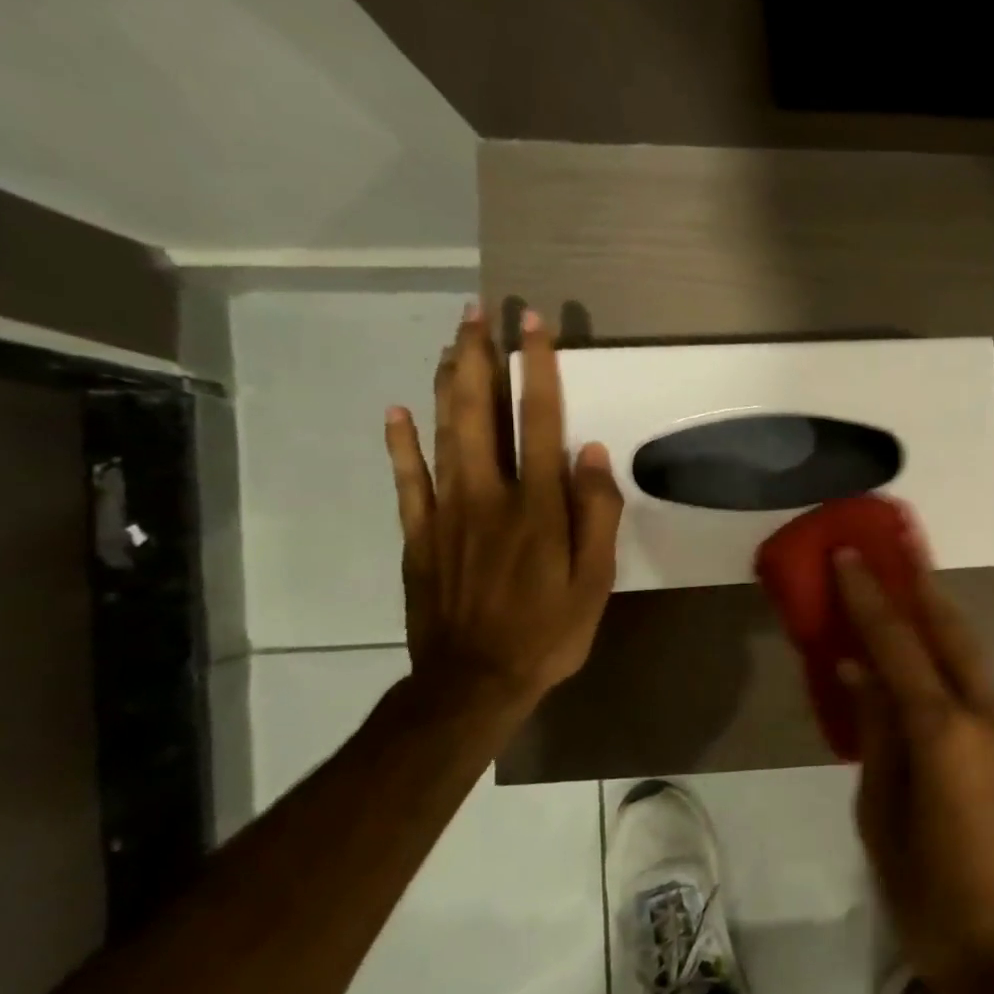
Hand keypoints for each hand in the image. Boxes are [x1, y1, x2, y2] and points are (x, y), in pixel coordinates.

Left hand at [383, 305, 622, 710]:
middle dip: (481, 357)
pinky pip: (406, 479)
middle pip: (481, 412)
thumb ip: (597, 515)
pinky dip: (400, 442)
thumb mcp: (595, 581)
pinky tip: (397, 410)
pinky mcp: (418, 534)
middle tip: (479, 312)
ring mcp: (446, 511)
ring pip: (443, 432)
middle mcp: (488, 495)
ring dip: (448, 382)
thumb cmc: (549, 632)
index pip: (540, 420)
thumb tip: (592, 453)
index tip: (533, 324)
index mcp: (538, 506)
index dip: (538, 368)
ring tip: (452, 342)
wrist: (474, 681)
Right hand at [836, 552, 993, 993]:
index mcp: (945, 733)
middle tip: (896, 545)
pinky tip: (929, 662)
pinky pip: (979, 689)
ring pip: (972, 656)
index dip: (870, 598)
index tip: (848, 555)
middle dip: (921, 584)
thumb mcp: (881, 820)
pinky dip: (951, 662)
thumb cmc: (931, 898)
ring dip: (939, 619)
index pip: (899, 648)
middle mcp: (988, 716)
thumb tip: (860, 675)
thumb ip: (874, 737)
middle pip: (951, 631)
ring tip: (910, 589)